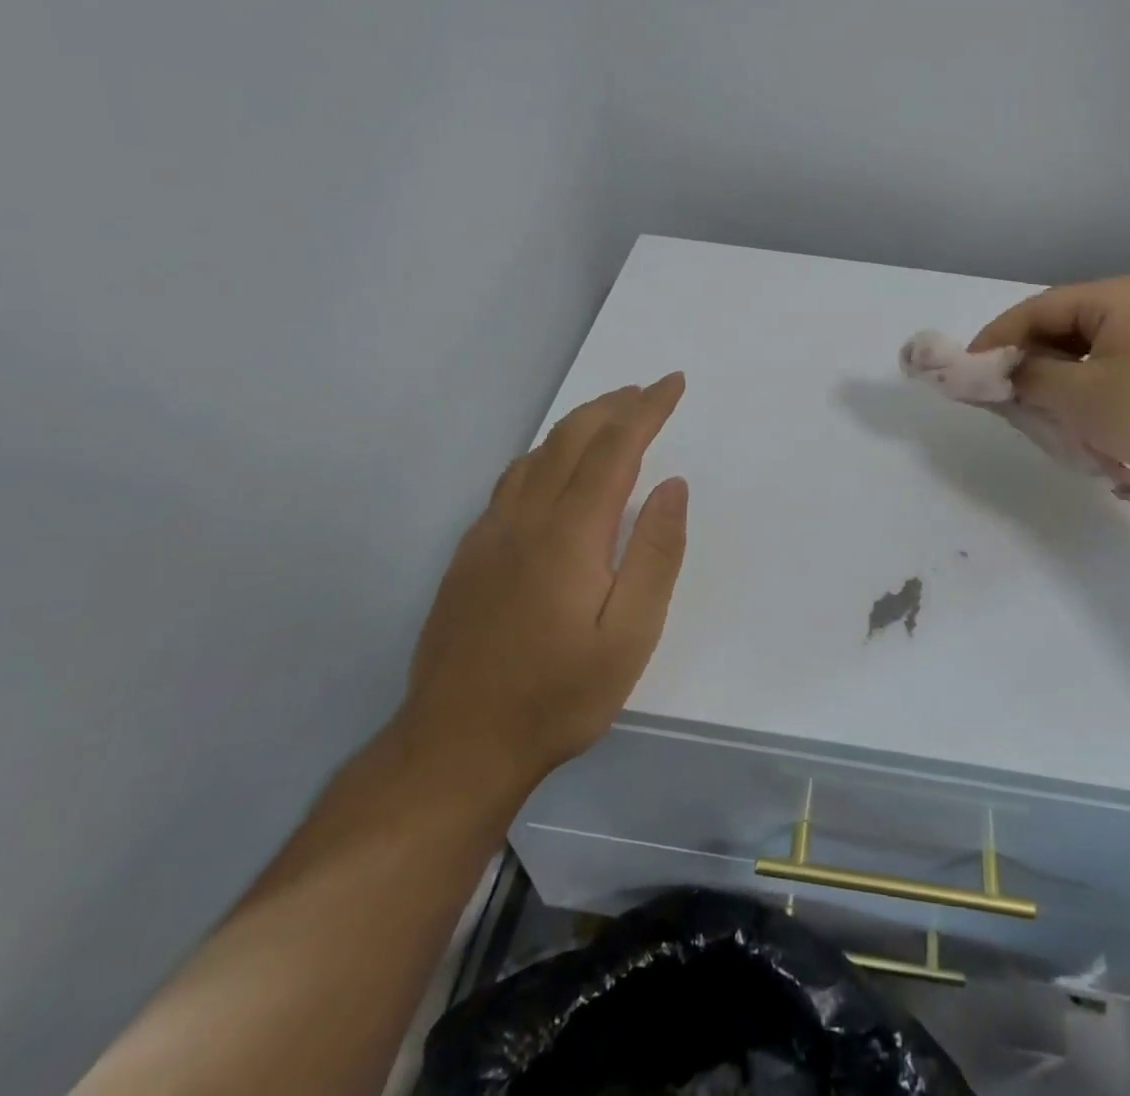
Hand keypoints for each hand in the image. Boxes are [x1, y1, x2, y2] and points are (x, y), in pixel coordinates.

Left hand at [398, 374, 688, 789]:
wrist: (457, 745)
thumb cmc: (559, 695)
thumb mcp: (630, 636)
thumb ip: (655, 554)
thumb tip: (672, 485)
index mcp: (569, 533)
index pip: (615, 449)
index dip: (647, 410)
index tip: (672, 384)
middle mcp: (525, 518)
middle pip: (571, 438)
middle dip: (614, 405)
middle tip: (648, 391)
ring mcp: (490, 534)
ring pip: (537, 454)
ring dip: (578, 425)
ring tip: (611, 417)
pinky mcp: (470, 554)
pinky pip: (512, 481)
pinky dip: (545, 454)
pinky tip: (554, 469)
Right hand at [970, 277, 1129, 502]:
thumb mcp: (1080, 396)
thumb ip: (1027, 378)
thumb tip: (995, 372)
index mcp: (1112, 299)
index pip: (1035, 310)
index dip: (995, 340)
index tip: (966, 373)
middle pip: (1056, 333)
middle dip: (1026, 369)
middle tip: (999, 402)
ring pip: (1079, 361)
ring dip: (1054, 391)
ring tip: (1038, 422)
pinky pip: (1104, 379)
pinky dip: (1083, 403)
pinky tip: (1078, 433)